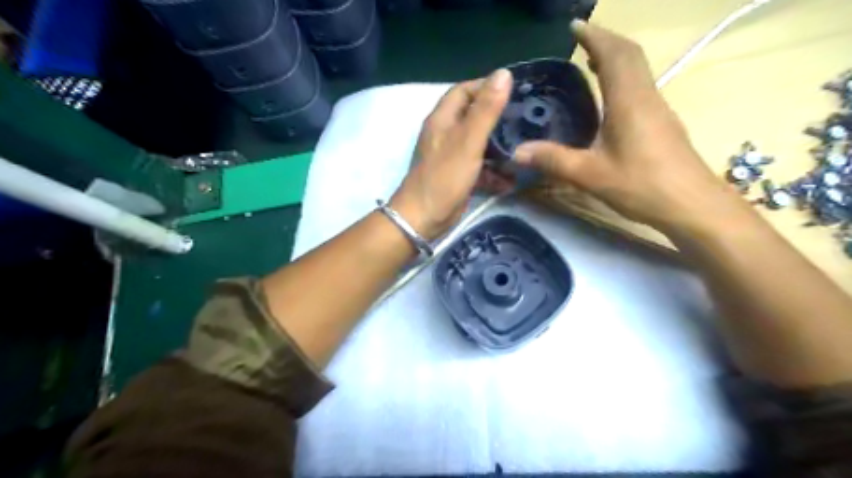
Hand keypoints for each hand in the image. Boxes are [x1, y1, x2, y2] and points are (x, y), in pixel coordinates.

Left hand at [392, 69, 511, 241]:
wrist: (423, 218)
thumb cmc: (444, 176)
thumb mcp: (468, 141)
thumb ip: (486, 109)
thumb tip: (503, 73)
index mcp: (443, 119)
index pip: (463, 91)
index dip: (486, 86)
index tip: (514, 90)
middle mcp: (445, 134)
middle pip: (473, 117)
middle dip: (498, 118)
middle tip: (525, 120)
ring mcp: (451, 157)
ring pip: (479, 144)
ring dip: (499, 149)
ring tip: (524, 150)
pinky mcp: (457, 176)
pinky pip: (479, 168)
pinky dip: (493, 172)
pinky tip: (511, 180)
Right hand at [511, 19, 747, 231]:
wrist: (691, 204)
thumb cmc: (641, 185)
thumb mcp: (590, 174)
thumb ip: (553, 160)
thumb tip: (517, 151)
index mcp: (628, 101)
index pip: (614, 55)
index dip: (594, 36)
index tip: (574, 26)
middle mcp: (646, 96)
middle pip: (630, 55)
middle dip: (605, 40)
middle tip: (580, 40)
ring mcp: (658, 109)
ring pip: (638, 69)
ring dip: (616, 57)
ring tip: (591, 60)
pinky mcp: (662, 123)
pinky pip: (640, 86)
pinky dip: (623, 77)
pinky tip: (609, 96)